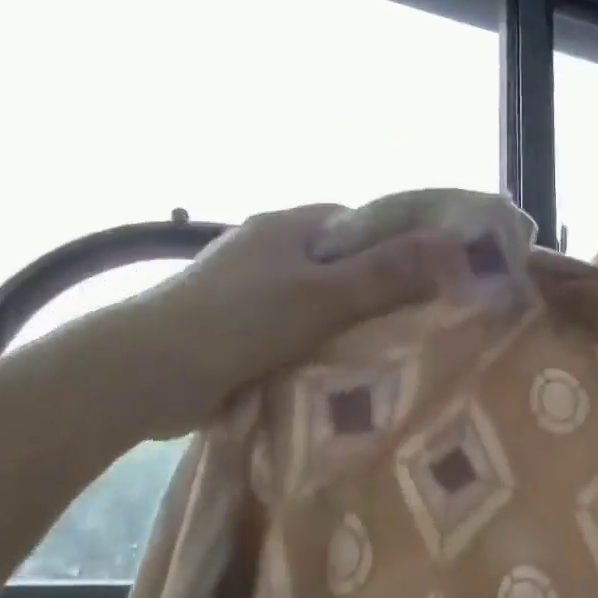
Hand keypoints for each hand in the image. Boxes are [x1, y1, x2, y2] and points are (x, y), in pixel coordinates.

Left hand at [108, 204, 459, 434]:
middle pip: (343, 265)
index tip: (436, 281)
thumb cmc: (240, 321)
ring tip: (388, 354)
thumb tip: (452, 244)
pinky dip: (315, 346)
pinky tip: (337, 372)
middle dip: (377, 292)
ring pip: (319, 302)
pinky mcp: (237, 327)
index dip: (402, 247)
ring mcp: (250, 288)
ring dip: (345, 324)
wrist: (145, 373)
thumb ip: (386, 272)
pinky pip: (293, 330)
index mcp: (290, 226)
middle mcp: (270, 248)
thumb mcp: (323, 295)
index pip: (363, 224)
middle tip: (419, 325)